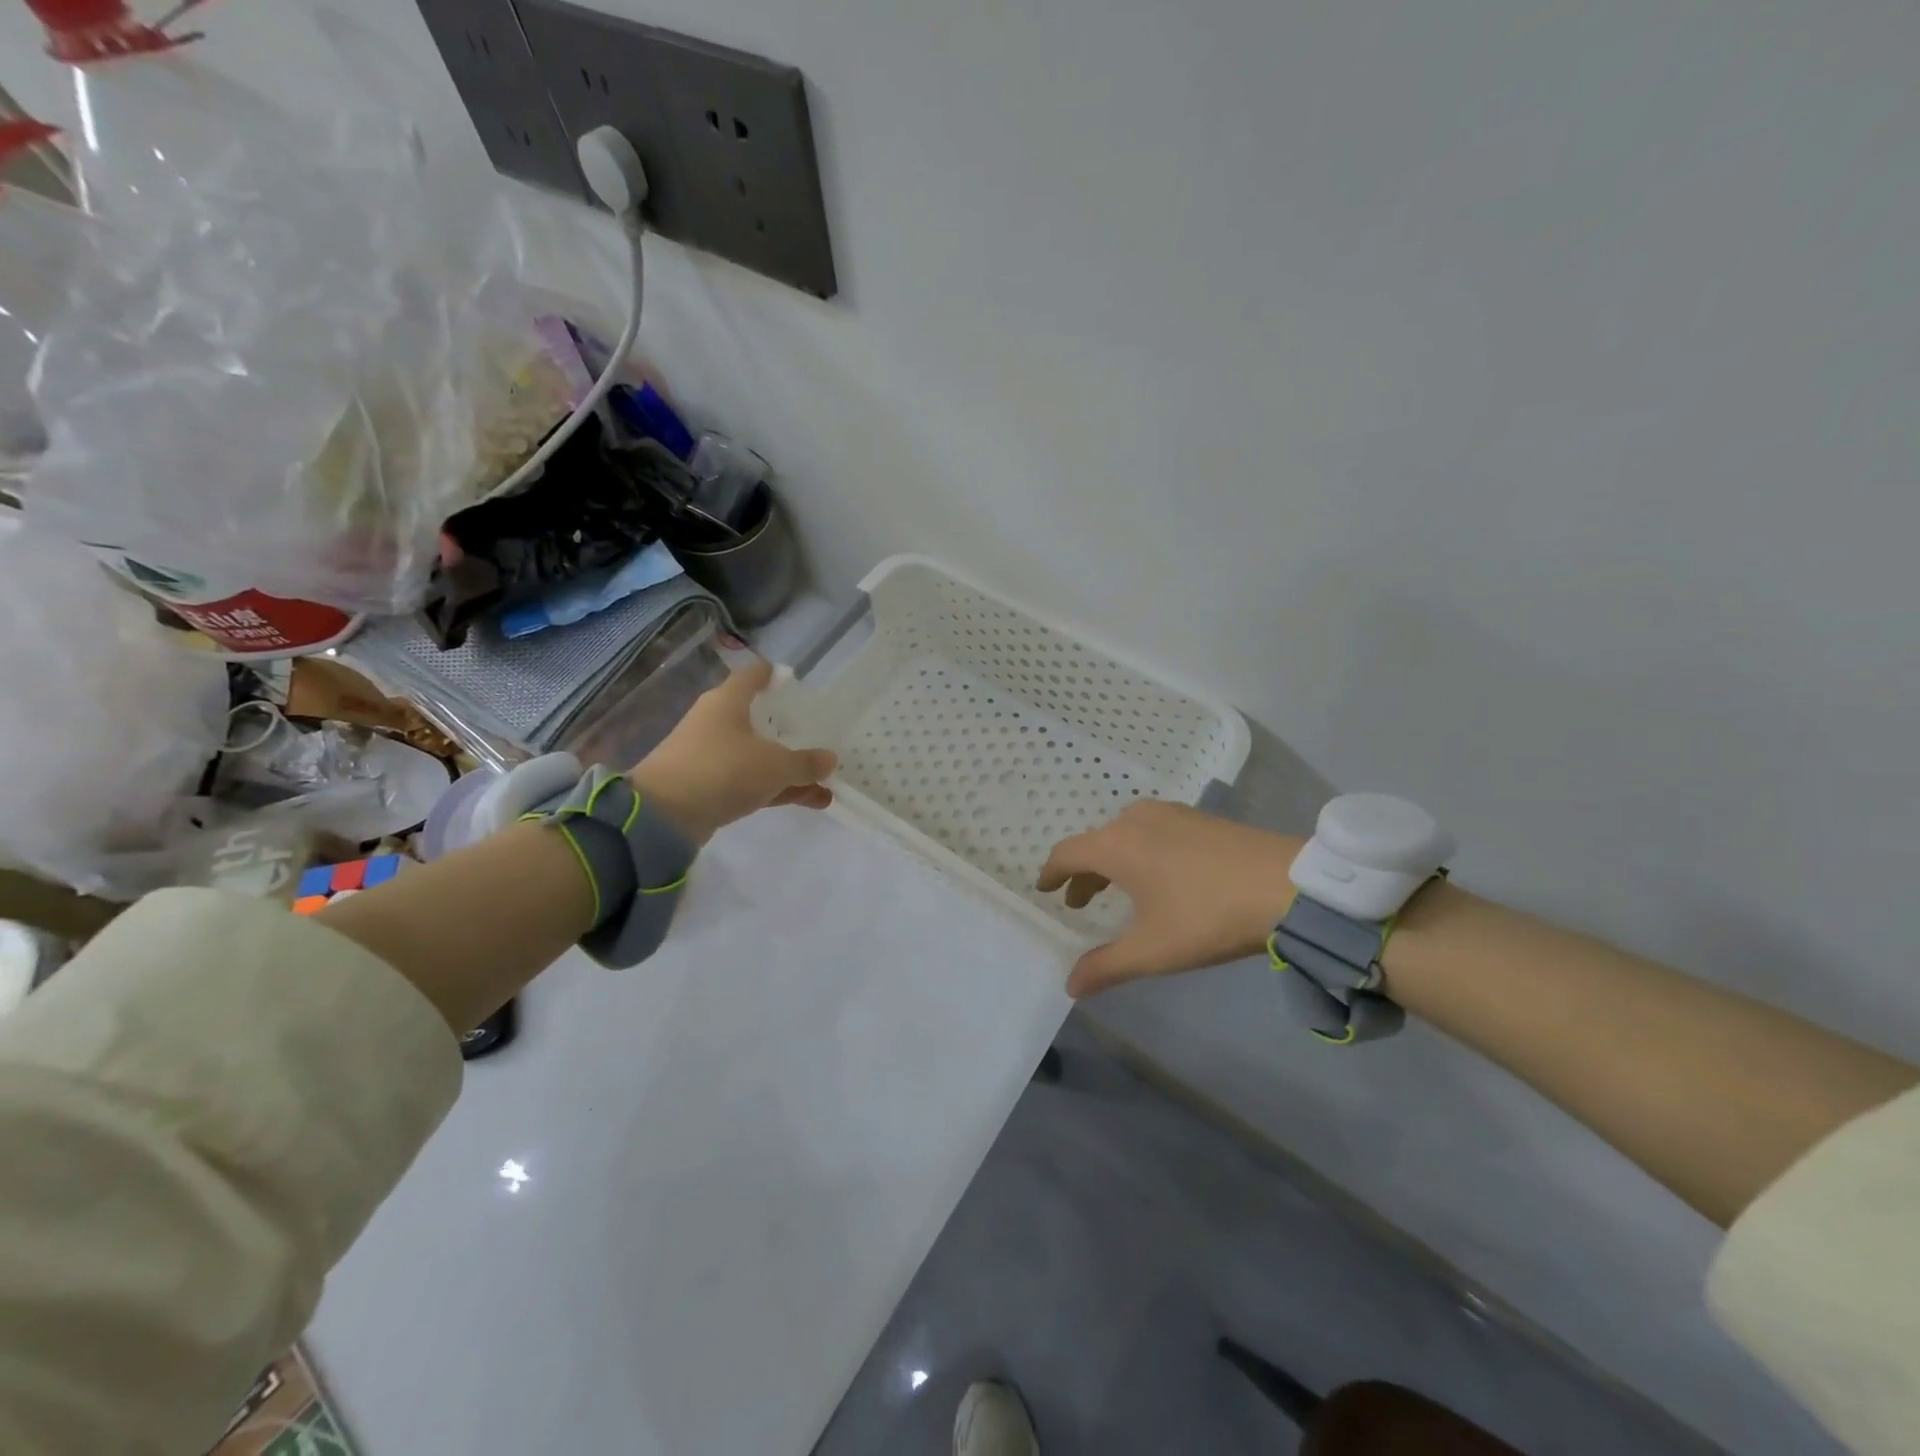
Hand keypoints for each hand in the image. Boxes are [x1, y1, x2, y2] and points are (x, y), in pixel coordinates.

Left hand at [627, 660, 836, 844]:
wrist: (663, 815)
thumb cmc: (722, 770)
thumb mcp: (775, 766)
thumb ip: (806, 763)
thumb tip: (830, 759)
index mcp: (727, 702)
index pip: (752, 676)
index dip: (771, 674)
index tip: (790, 678)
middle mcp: (716, 723)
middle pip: (757, 719)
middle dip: (786, 728)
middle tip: (815, 732)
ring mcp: (710, 756)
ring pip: (757, 756)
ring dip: (788, 767)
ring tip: (824, 780)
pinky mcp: (708, 787)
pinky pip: (750, 781)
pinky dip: (776, 788)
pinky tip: (808, 800)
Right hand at [1037, 803, 1304, 997]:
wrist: (1288, 885)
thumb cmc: (1208, 916)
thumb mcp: (1153, 950)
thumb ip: (1106, 967)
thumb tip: (1069, 986)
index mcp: (1115, 845)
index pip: (1066, 853)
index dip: (1051, 873)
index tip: (1045, 891)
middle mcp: (1135, 819)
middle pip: (1094, 843)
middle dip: (1083, 873)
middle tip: (1081, 902)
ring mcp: (1171, 813)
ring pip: (1124, 834)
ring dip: (1112, 861)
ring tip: (1119, 891)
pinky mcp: (1199, 818)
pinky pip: (1152, 830)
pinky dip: (1139, 851)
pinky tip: (1160, 875)